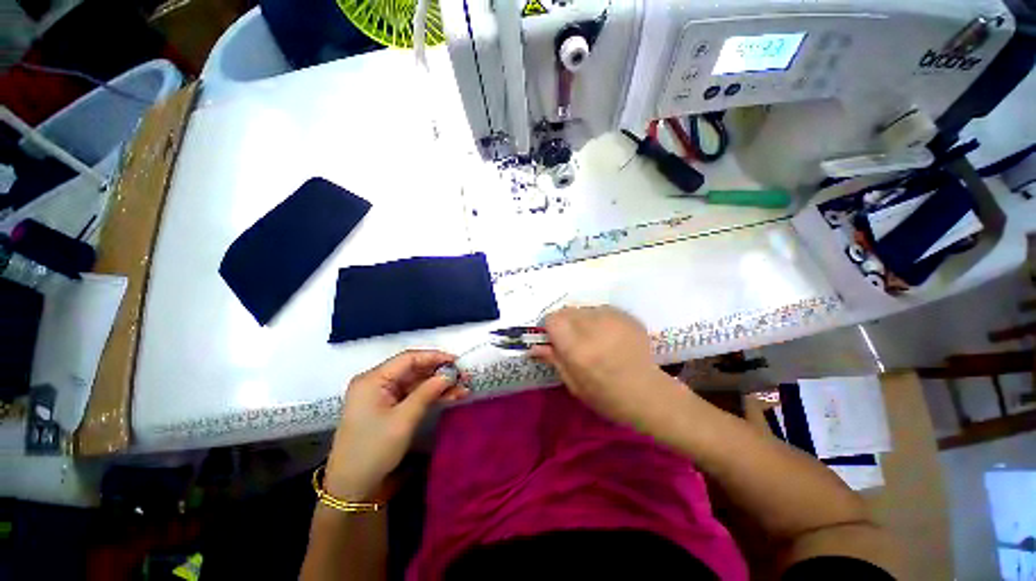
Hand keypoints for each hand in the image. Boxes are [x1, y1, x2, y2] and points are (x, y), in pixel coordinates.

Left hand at [324, 350, 466, 500]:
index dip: (434, 357)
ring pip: (416, 383)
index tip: (457, 361)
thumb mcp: (404, 419)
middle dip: (439, 373)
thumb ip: (428, 392)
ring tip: (463, 388)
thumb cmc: (374, 450)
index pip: (408, 358)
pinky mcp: (388, 408)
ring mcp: (382, 396)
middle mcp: (377, 382)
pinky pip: (413, 395)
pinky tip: (451, 397)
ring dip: (438, 386)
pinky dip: (431, 396)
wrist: (352, 489)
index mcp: (373, 379)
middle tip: (464, 376)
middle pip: (413, 370)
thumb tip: (450, 374)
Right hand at [531, 306, 687, 432]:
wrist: (649, 394)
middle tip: (574, 340)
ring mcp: (613, 318)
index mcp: (578, 348)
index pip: (552, 319)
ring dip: (582, 320)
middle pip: (567, 310)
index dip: (550, 328)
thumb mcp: (574, 384)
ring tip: (593, 338)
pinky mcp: (626, 316)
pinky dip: (599, 319)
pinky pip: (601, 309)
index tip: (555, 339)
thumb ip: (553, 359)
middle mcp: (593, 327)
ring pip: (584, 308)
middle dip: (565, 323)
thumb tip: (533, 346)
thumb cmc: (607, 397)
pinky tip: (609, 336)